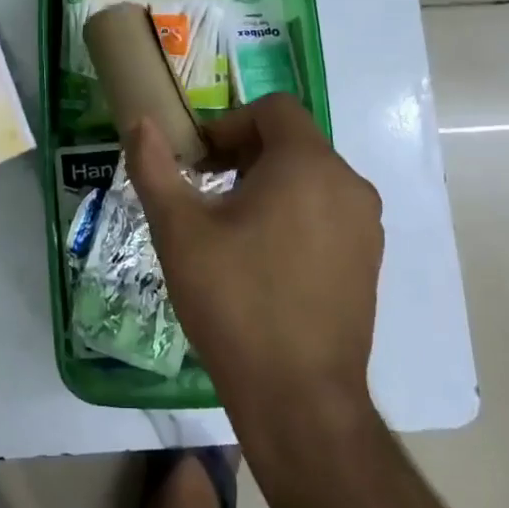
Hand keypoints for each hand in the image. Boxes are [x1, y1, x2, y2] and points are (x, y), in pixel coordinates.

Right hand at [123, 94, 382, 422]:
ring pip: (310, 178)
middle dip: (243, 154)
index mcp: (308, 165)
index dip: (228, 123)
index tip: (197, 160)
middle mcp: (348, 184)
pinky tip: (262, 259)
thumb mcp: (179, 231)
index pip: (273, 109)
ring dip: (267, 184)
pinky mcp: (368, 260)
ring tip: (229, 227)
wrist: (299, 398)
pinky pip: (327, 212)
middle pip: (292, 141)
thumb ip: (154, 167)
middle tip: (204, 190)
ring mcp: (365, 225)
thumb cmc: (234, 302)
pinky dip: (293, 213)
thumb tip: (140, 120)